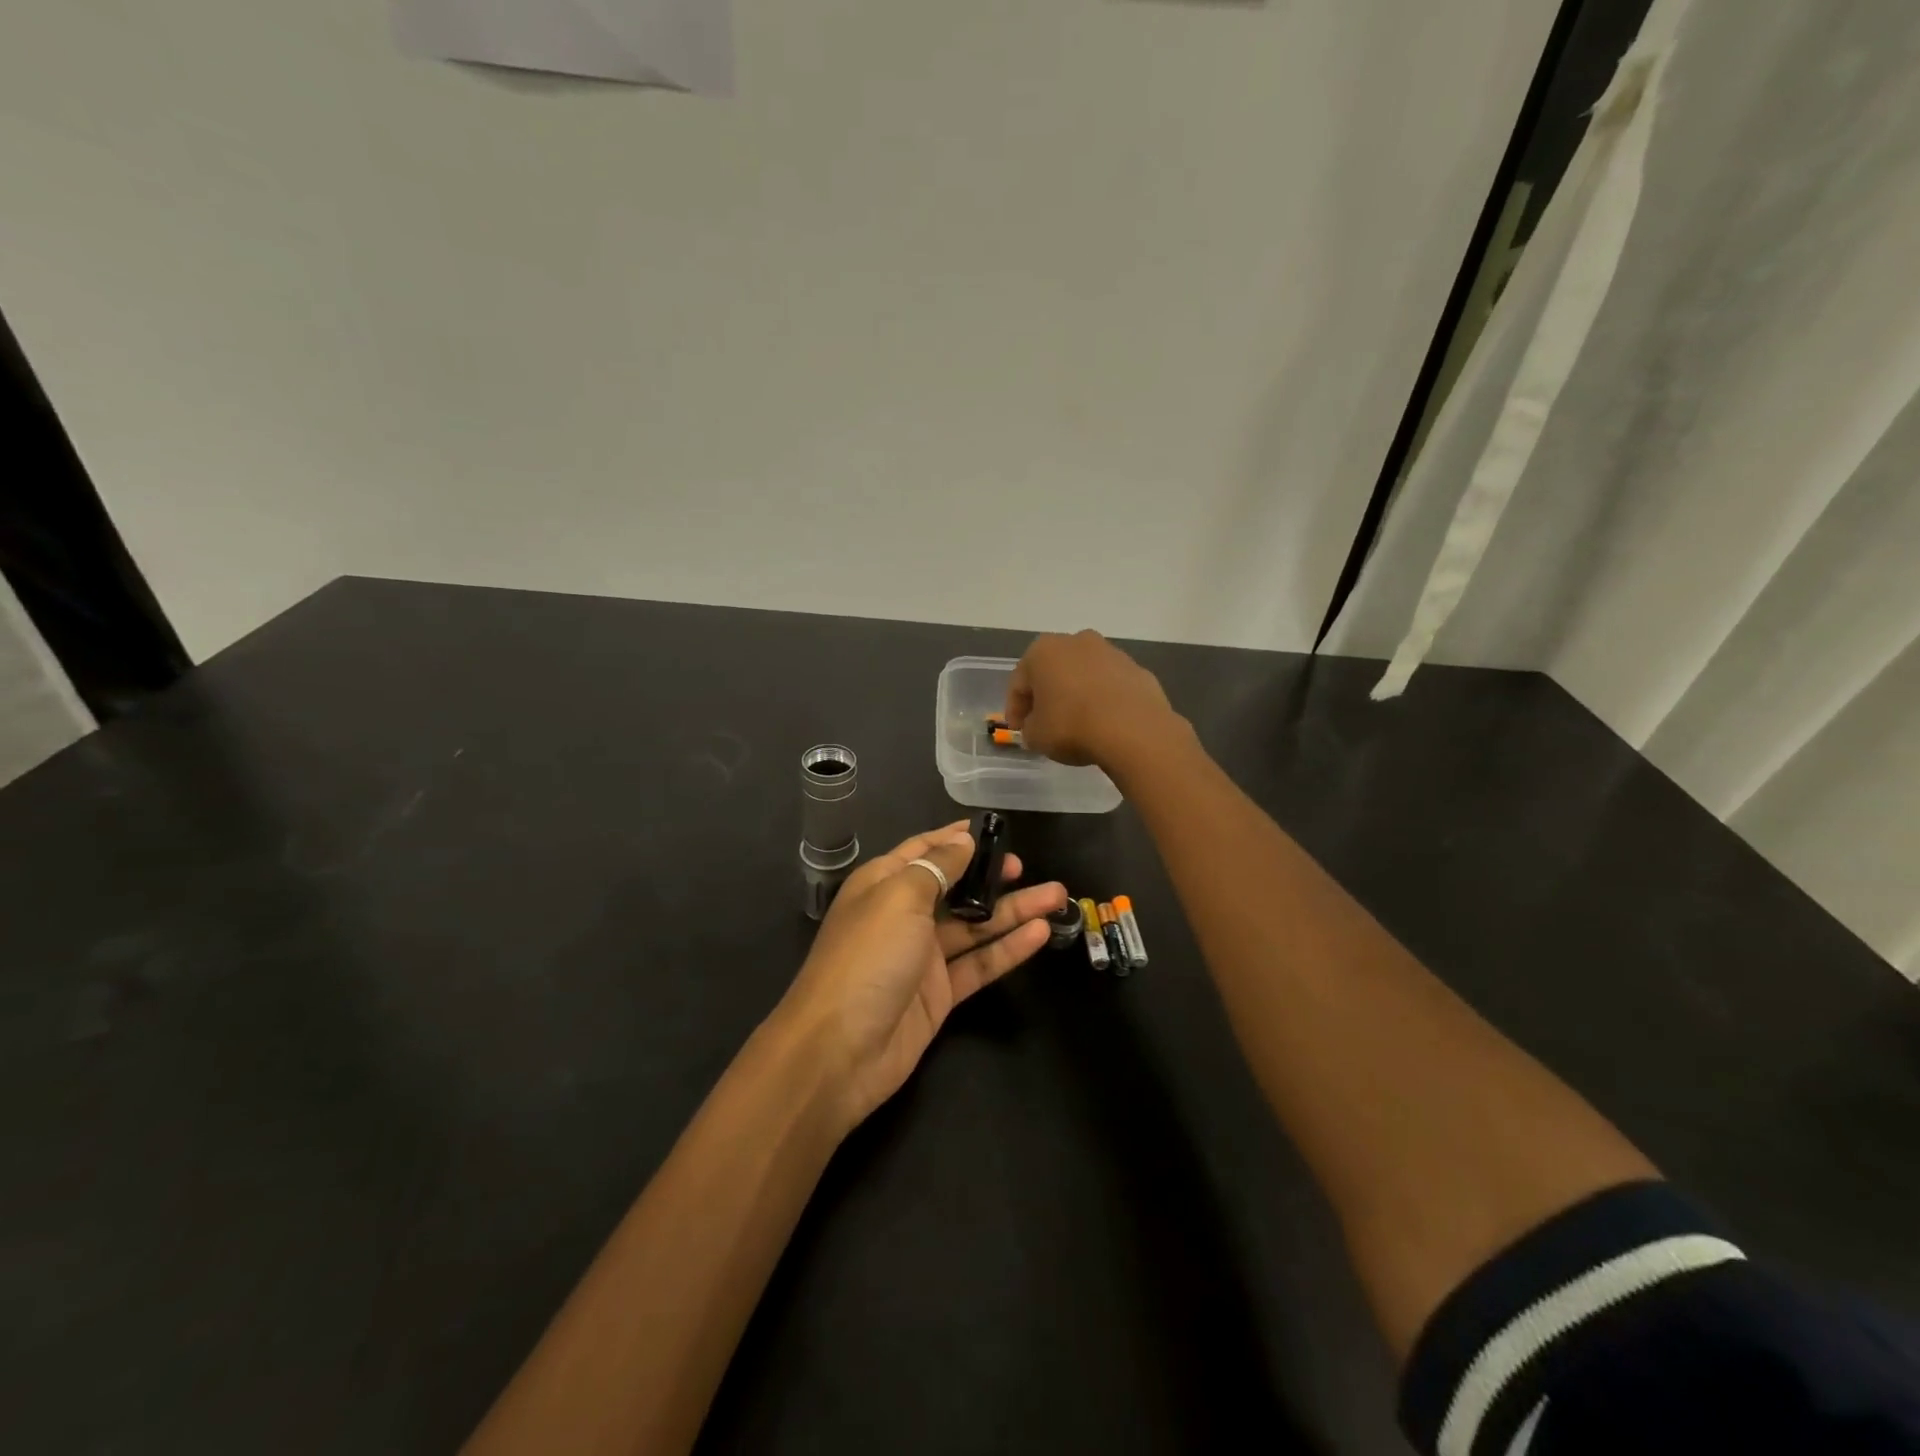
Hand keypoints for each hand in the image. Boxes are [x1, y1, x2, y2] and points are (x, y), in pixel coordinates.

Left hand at [774, 821, 1068, 1132]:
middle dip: (989, 875)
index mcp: (883, 884)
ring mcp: (922, 957)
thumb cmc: (867, 957)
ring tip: (1057, 896)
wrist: (839, 1051)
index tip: (991, 829)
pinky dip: (1008, 949)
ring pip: (974, 926)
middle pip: (954, 888)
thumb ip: (937, 867)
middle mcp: (903, 916)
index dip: (954, 838)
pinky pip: (978, 964)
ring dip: (1013, 911)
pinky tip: (1040, 934)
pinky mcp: (939, 994)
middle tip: (1024, 867)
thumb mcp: (899, 898)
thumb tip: (963, 841)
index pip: (922, 850)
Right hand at [1005, 630, 1182, 770]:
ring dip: (1077, 695)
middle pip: (1053, 672)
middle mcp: (1076, 642)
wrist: (1133, 729)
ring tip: (1078, 725)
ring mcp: (1111, 653)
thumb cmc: (1072, 726)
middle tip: (1045, 724)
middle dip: (1047, 696)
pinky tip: (1105, 724)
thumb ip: (1030, 728)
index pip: (1019, 682)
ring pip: (1084, 675)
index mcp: (1043, 651)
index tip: (1018, 730)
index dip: (1015, 709)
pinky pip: (1111, 686)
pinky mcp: (1137, 669)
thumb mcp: (1036, 736)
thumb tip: (1037, 726)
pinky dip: (1104, 701)